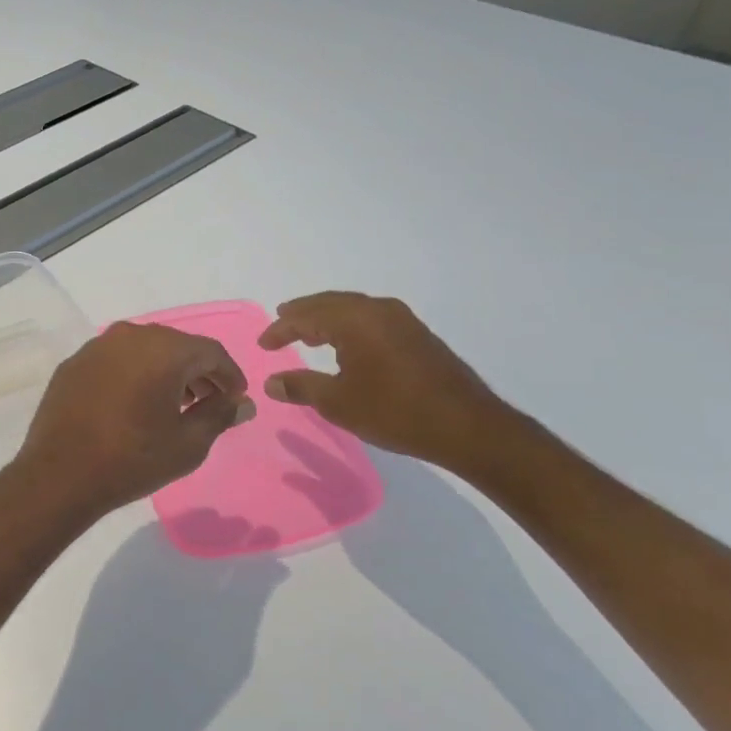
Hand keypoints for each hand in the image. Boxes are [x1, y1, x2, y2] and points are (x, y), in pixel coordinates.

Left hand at [12, 323, 253, 518]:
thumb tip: (242, 402)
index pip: (211, 352)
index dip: (230, 375)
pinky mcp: (74, 363)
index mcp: (163, 349)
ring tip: (174, 405)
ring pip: (144, 350)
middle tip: (208, 402)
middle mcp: (130, 336)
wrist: (60, 475)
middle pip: (177, 346)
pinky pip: (115, 361)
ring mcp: (97, 346)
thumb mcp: (188, 443)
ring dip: (165, 371)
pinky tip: (134, 404)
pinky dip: (133, 374)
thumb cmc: (133, 459)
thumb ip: (220, 415)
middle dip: (198, 372)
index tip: (236, 399)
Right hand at [258, 292, 514, 475]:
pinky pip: (370, 317)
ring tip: (308, 330)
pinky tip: (346, 342)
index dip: (280, 330)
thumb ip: (301, 387)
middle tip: (281, 320)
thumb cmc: (395, 412)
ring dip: (326, 317)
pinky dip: (349, 324)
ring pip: (352, 308)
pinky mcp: (417, 334)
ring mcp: (401, 319)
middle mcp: (377, 309)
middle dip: (302, 313)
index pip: (305, 317)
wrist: (467, 426)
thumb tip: (271, 383)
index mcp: (353, 320)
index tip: (263, 344)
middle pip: (329, 303)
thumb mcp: (338, 403)